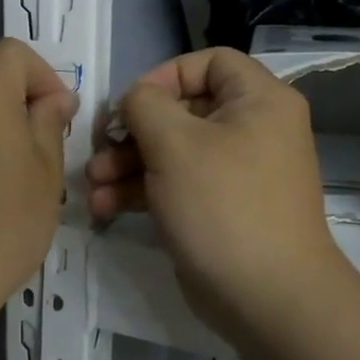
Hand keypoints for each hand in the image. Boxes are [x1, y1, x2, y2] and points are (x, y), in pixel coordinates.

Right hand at [88, 48, 341, 337]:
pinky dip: (141, 192)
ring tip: (93, 186)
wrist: (267, 297)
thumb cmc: (224, 206)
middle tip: (98, 151)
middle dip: (131, 132)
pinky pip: (175, 185)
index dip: (164, 76)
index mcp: (258, 101)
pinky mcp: (217, 209)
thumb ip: (144, 105)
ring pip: (171, 152)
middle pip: (181, 111)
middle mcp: (251, 130)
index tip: (131, 105)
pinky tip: (106, 208)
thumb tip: (134, 101)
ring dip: (126, 165)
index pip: (210, 62)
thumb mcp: (175, 144)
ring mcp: (234, 172)